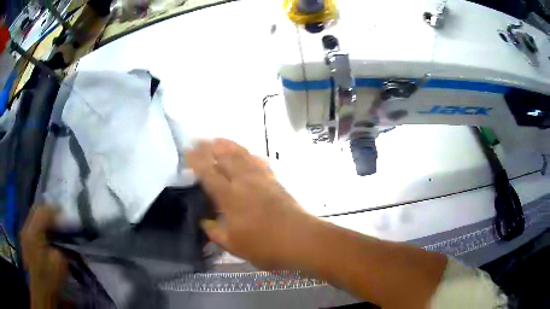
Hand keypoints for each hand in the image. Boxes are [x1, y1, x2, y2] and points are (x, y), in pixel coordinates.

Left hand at [21, 206, 66, 308]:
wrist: (39, 290)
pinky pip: (31, 225)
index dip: (54, 209)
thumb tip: (65, 237)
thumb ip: (61, 245)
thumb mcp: (59, 264)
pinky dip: (39, 226)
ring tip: (53, 225)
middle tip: (59, 216)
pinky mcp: (24, 239)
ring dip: (43, 218)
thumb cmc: (49, 279)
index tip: (64, 212)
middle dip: (48, 211)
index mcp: (33, 232)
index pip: (43, 211)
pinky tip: (45, 235)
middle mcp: (26, 228)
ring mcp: (24, 233)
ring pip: (33, 216)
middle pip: (36, 210)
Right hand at [188, 139, 311, 268]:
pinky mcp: (275, 181)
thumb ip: (215, 232)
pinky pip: (259, 162)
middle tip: (199, 140)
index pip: (209, 173)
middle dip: (209, 147)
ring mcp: (261, 179)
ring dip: (228, 145)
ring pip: (242, 155)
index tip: (188, 150)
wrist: (300, 239)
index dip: (196, 160)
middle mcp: (244, 182)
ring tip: (218, 140)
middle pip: (224, 158)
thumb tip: (204, 222)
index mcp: (230, 197)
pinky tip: (247, 153)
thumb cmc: (265, 246)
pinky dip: (250, 154)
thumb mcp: (234, 246)